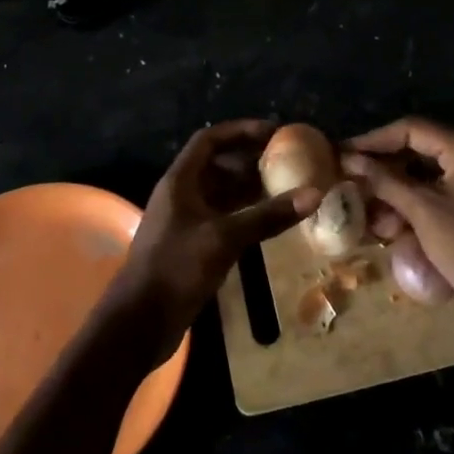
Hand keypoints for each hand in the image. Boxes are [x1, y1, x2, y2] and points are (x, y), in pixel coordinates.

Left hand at [108, 119, 320, 354]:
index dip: (240, 131)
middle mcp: (181, 195)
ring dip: (249, 189)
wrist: (140, 323)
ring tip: (286, 188)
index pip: (210, 140)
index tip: (273, 133)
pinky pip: (222, 218)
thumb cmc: (176, 268)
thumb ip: (267, 216)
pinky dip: (245, 214)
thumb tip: (314, 194)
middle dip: (250, 161)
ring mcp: (186, 221)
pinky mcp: (192, 246)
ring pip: (221, 193)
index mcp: (180, 181)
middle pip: (217, 165)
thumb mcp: (224, 238)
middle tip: (287, 162)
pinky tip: (270, 222)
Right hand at [341, 116, 453, 321]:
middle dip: (385, 168)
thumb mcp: (423, 212)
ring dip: (398, 189)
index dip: (373, 140)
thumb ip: (385, 181)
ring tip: (371, 210)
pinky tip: (396, 224)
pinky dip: (417, 204)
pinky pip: (441, 193)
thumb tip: (350, 159)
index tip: (344, 153)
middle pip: (419, 149)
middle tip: (354, 182)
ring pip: (428, 174)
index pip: (410, 129)